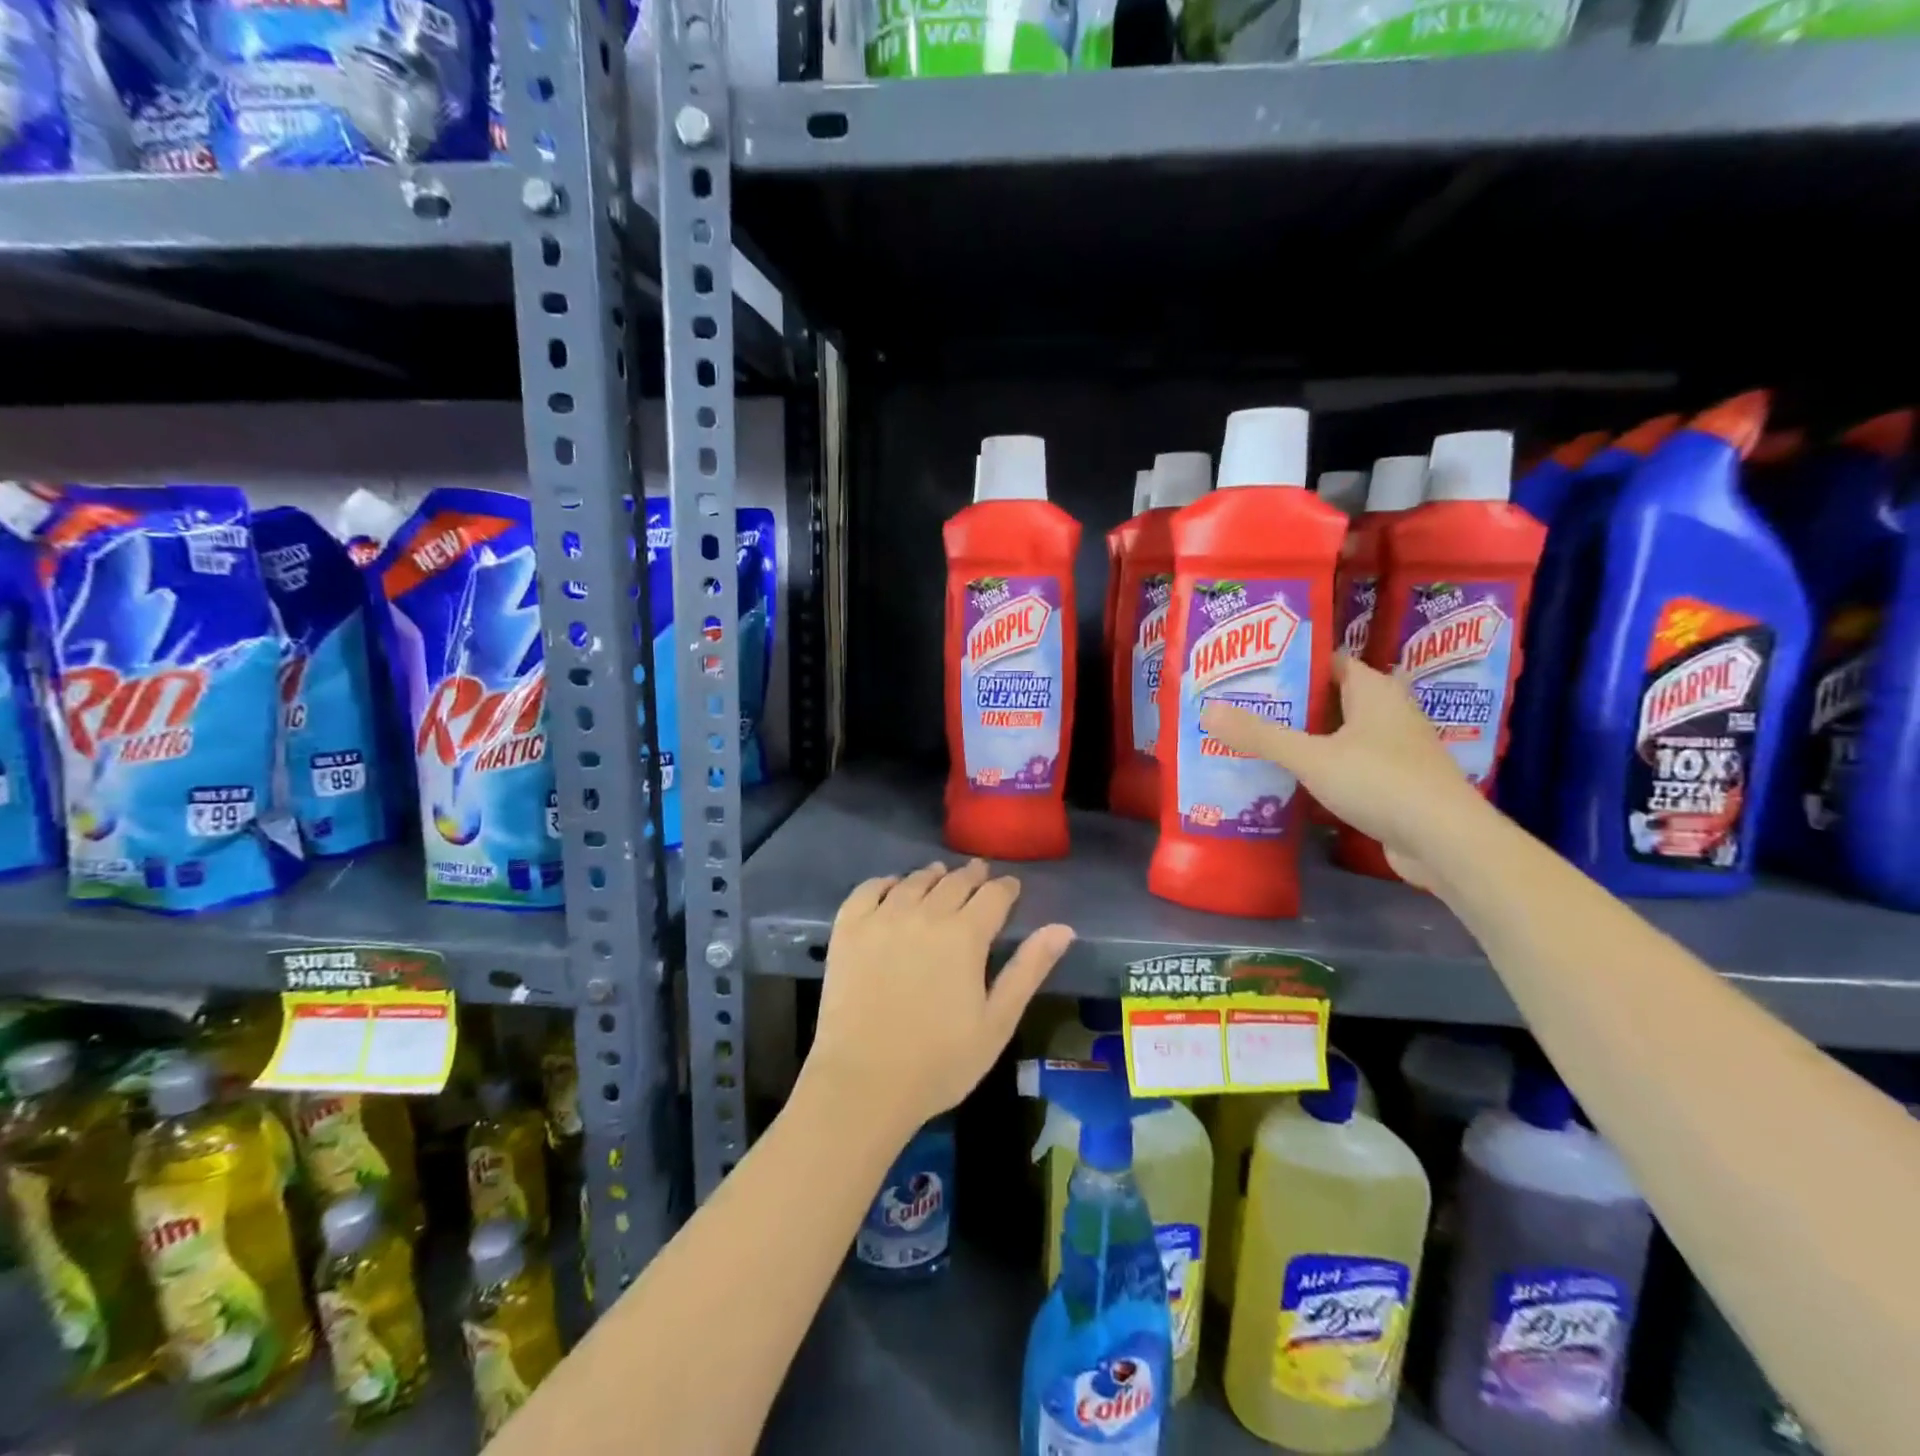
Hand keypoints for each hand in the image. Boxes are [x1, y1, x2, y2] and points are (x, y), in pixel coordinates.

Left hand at [803, 861, 1073, 1139]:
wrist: (864, 1082)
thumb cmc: (940, 1061)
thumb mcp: (997, 1022)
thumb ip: (1029, 969)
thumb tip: (1063, 928)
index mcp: (965, 935)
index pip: (993, 896)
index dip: (1006, 888)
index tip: (1011, 887)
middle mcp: (925, 914)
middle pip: (954, 882)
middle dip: (972, 875)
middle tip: (979, 872)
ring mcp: (882, 918)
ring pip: (914, 882)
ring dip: (932, 875)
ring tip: (939, 874)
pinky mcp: (848, 929)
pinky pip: (868, 890)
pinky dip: (885, 882)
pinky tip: (892, 887)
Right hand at [1200, 654, 1493, 888]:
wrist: (1445, 842)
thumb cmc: (1380, 782)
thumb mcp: (1311, 757)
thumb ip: (1260, 735)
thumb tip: (1207, 711)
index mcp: (1374, 691)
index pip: (1329, 661)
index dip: (1292, 663)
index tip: (1252, 671)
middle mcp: (1388, 712)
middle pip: (1332, 698)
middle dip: (1291, 703)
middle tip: (1243, 706)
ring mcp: (1395, 749)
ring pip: (1340, 734)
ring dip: (1305, 738)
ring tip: (1257, 740)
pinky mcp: (1395, 783)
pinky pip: (1349, 764)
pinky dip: (1321, 767)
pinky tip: (1290, 779)